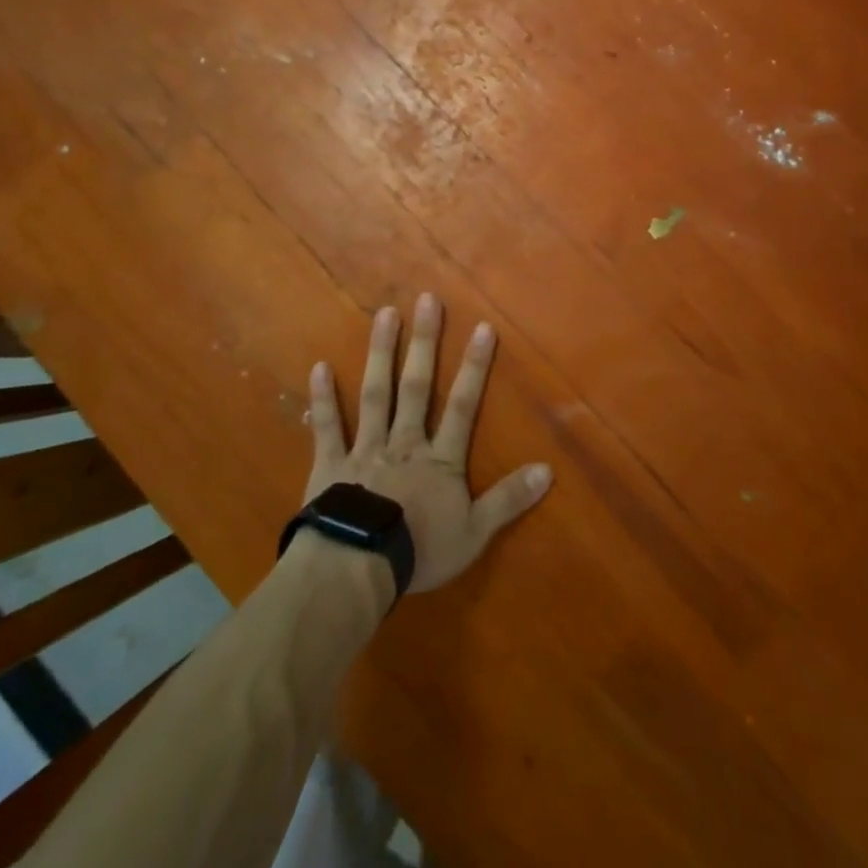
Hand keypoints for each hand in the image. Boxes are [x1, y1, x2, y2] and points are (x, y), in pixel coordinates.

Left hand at [302, 296, 551, 593]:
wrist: (357, 567)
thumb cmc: (420, 550)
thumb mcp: (475, 532)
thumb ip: (509, 499)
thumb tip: (548, 470)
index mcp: (440, 459)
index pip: (463, 405)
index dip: (475, 366)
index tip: (482, 327)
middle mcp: (404, 442)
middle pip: (417, 387)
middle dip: (424, 343)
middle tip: (427, 301)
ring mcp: (365, 449)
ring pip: (375, 394)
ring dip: (381, 354)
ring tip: (384, 315)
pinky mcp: (331, 464)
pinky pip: (327, 427)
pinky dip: (323, 398)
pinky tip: (319, 366)